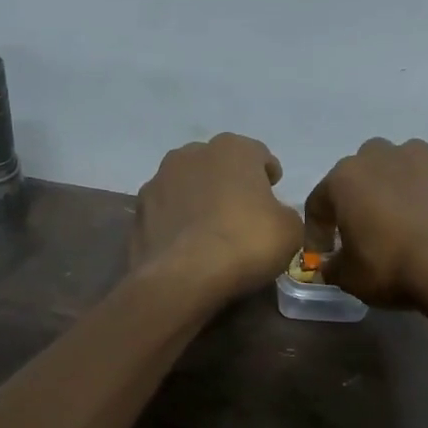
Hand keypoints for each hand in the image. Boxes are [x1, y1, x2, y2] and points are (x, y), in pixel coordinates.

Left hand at [132, 133, 302, 299]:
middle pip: (218, 165)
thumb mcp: (290, 230)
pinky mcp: (138, 211)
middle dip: (229, 182)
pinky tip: (187, 246)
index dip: (268, 174)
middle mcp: (191, 154)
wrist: (183, 277)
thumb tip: (273, 215)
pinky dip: (177, 222)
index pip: (258, 155)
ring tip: (210, 230)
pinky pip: (166, 212)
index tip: (273, 192)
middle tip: (242, 211)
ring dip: (199, 199)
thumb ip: (284, 213)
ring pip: (187, 185)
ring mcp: (158, 180)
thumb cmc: (245, 243)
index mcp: (232, 149)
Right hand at [303, 138, 427, 307]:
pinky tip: (426, 231)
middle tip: (359, 228)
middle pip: (360, 170)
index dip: (316, 231)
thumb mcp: (349, 277)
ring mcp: (423, 165)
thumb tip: (332, 264)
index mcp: (346, 178)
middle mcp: (382, 159)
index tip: (321, 256)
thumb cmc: (391, 266)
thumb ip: (333, 267)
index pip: (318, 201)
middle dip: (355, 196)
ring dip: (392, 184)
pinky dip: (423, 202)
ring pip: (398, 165)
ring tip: (395, 217)